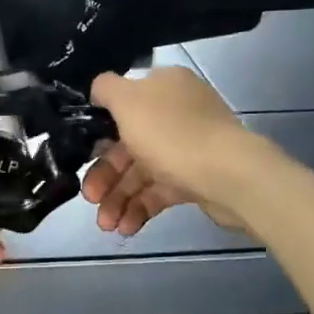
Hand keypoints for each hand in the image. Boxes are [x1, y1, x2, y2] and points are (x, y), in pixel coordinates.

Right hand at [80, 68, 258, 236]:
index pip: (122, 104)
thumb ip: (105, 89)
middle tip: (89, 198)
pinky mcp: (197, 178)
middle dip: (105, 174)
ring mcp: (189, 146)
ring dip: (119, 197)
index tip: (82, 154)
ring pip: (142, 171)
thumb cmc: (172, 134)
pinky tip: (126, 227)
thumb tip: (98, 91)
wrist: (231, 177)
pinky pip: (160, 190)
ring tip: (107, 225)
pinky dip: (141, 207)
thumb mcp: (128, 100)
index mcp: (162, 86)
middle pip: (127, 142)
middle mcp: (176, 112)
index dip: (98, 130)